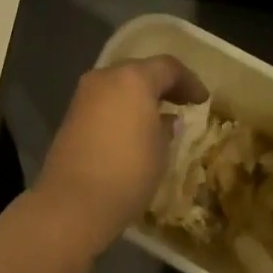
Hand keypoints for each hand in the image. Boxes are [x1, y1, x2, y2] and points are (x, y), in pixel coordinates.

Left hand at [30, 55, 207, 258]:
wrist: (71, 205)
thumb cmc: (127, 173)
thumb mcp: (160, 152)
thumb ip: (167, 128)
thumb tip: (166, 120)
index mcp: (134, 77)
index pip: (168, 67)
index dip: (189, 81)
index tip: (202, 100)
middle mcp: (107, 76)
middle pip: (141, 71)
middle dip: (162, 86)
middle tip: (181, 103)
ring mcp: (85, 94)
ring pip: (120, 86)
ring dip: (140, 97)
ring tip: (157, 118)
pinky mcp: (71, 115)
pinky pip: (104, 102)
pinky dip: (121, 109)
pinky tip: (131, 130)